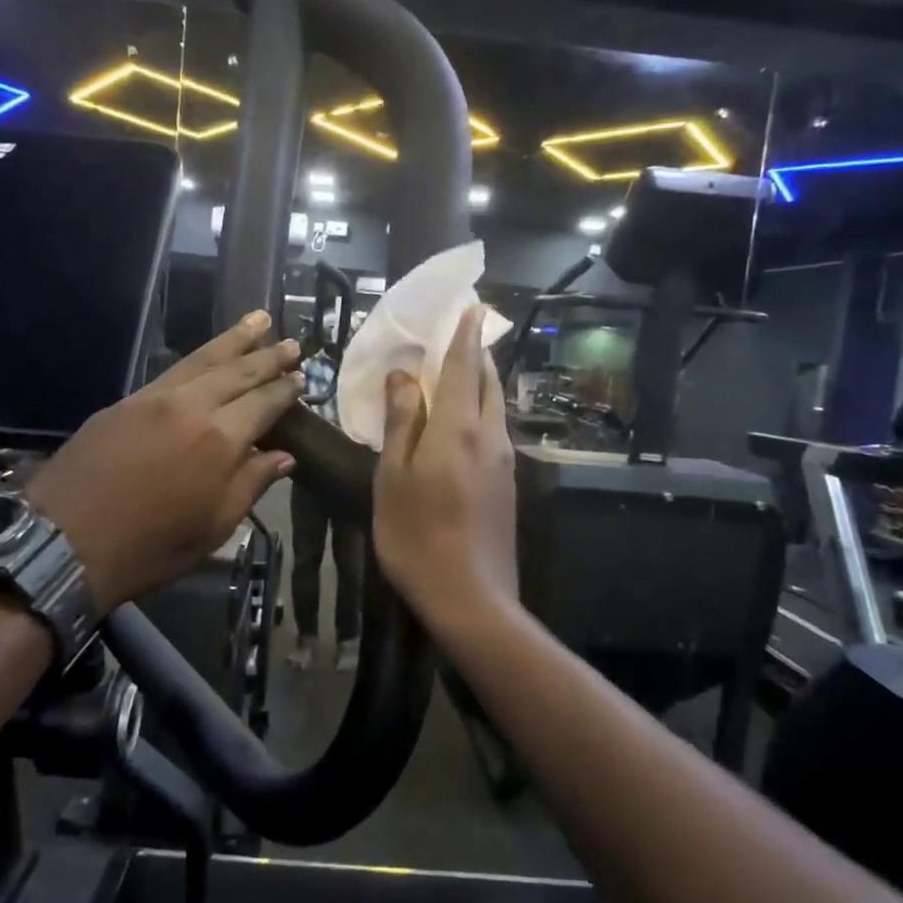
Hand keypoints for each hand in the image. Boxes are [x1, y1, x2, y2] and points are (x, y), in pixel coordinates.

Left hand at [28, 312, 301, 609]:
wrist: (62, 544)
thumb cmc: (149, 548)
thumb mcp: (213, 527)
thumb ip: (251, 484)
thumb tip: (284, 456)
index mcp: (219, 440)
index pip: (263, 403)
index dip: (285, 390)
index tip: (303, 376)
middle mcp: (190, 407)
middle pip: (237, 371)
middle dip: (267, 356)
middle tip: (292, 342)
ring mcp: (153, 399)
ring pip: (202, 360)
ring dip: (233, 340)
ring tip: (258, 319)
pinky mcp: (124, 402)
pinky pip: (171, 371)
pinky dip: (197, 358)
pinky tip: (208, 355)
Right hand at [373, 305, 517, 630]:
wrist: (471, 598)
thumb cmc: (417, 535)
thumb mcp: (394, 477)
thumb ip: (402, 422)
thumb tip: (405, 375)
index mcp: (460, 427)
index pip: (466, 365)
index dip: (465, 334)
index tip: (471, 305)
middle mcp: (490, 435)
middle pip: (489, 382)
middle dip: (476, 355)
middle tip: (458, 338)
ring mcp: (504, 461)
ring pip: (495, 407)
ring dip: (480, 384)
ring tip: (457, 375)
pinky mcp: (508, 484)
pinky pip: (494, 431)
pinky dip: (480, 412)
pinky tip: (460, 424)